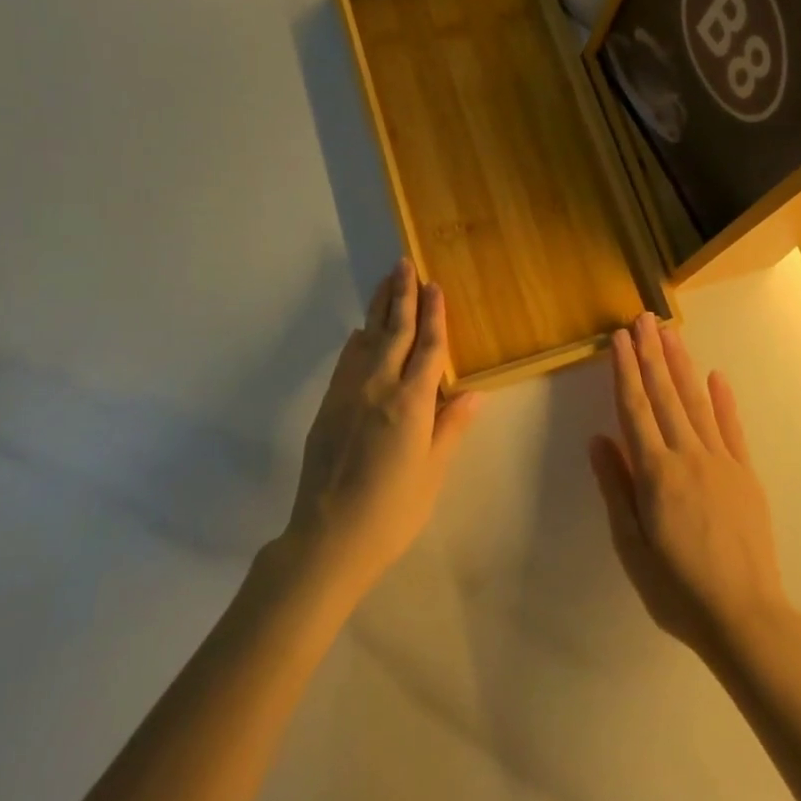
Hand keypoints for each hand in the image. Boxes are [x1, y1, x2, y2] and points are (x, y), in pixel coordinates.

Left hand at [281, 259, 480, 603]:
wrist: (327, 538)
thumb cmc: (391, 511)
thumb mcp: (432, 473)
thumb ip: (450, 427)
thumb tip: (473, 392)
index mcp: (411, 403)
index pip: (429, 347)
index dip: (435, 315)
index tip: (434, 285)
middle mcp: (379, 387)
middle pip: (395, 330)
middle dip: (402, 295)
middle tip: (405, 263)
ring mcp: (349, 393)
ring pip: (368, 338)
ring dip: (379, 308)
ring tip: (386, 282)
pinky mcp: (328, 405)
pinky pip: (346, 360)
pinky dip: (357, 340)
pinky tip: (361, 332)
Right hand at [589, 315, 790, 661]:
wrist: (746, 618)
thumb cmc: (678, 589)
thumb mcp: (632, 547)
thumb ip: (616, 488)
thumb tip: (598, 439)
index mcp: (656, 473)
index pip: (635, 409)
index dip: (626, 371)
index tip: (619, 339)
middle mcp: (688, 456)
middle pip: (665, 395)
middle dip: (652, 354)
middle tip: (643, 318)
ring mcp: (721, 462)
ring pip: (696, 403)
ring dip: (681, 365)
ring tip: (670, 332)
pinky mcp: (746, 474)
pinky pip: (732, 429)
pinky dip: (723, 400)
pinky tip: (716, 376)